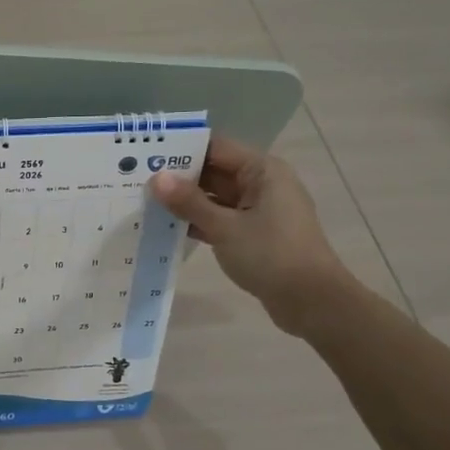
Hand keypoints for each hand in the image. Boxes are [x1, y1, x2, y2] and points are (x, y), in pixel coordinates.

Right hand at [147, 133, 358, 336]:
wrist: (313, 302)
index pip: (216, 147)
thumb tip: (157, 178)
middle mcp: (262, 184)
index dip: (182, 148)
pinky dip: (199, 221)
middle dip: (179, 176)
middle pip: (214, 170)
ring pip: (215, 196)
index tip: (147, 153)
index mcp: (262, 171)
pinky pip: (221, 218)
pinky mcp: (256, 233)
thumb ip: (189, 202)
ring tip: (145, 202)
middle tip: (137, 179)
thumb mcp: (225, 228)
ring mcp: (260, 210)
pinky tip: (168, 227)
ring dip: (186, 201)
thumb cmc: (271, 255)